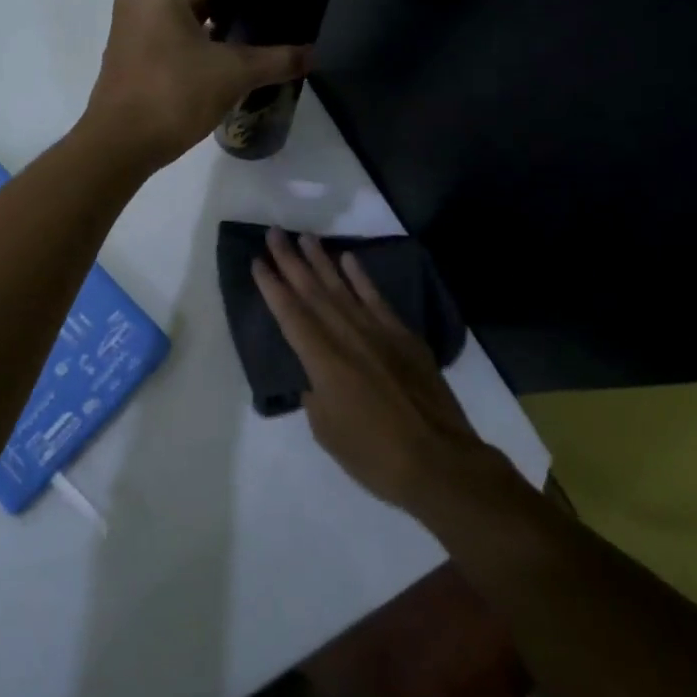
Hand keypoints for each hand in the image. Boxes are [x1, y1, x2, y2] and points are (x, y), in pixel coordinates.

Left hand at [83, 0, 311, 170]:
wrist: (118, 144)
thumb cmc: (171, 94)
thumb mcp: (231, 74)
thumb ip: (275, 60)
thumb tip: (313, 55)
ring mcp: (133, 22)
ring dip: (210, 0)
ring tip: (253, 9)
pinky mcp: (133, 48)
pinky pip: (166, 21)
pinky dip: (194, 23)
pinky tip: (226, 41)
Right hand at [252, 228, 504, 512]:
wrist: (440, 462)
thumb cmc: (374, 455)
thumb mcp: (327, 431)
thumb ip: (315, 395)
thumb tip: (317, 378)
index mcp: (322, 361)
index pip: (289, 314)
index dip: (271, 287)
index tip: (257, 261)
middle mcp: (347, 336)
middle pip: (312, 291)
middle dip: (290, 261)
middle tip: (274, 233)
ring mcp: (378, 332)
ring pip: (342, 287)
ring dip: (321, 260)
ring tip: (304, 236)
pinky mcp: (403, 337)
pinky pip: (376, 299)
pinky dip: (361, 277)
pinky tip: (348, 259)